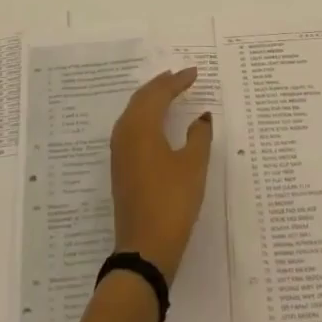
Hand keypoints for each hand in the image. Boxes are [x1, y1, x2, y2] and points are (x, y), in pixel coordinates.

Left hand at [111, 68, 214, 282]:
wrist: (144, 249)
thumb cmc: (172, 202)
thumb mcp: (193, 166)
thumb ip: (199, 136)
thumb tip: (202, 116)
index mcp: (141, 126)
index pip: (159, 93)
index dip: (178, 81)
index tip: (194, 72)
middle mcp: (125, 133)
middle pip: (142, 99)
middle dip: (161, 85)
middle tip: (179, 76)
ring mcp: (120, 152)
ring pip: (134, 113)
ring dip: (151, 99)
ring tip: (169, 92)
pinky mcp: (121, 168)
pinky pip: (131, 128)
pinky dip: (145, 116)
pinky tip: (156, 123)